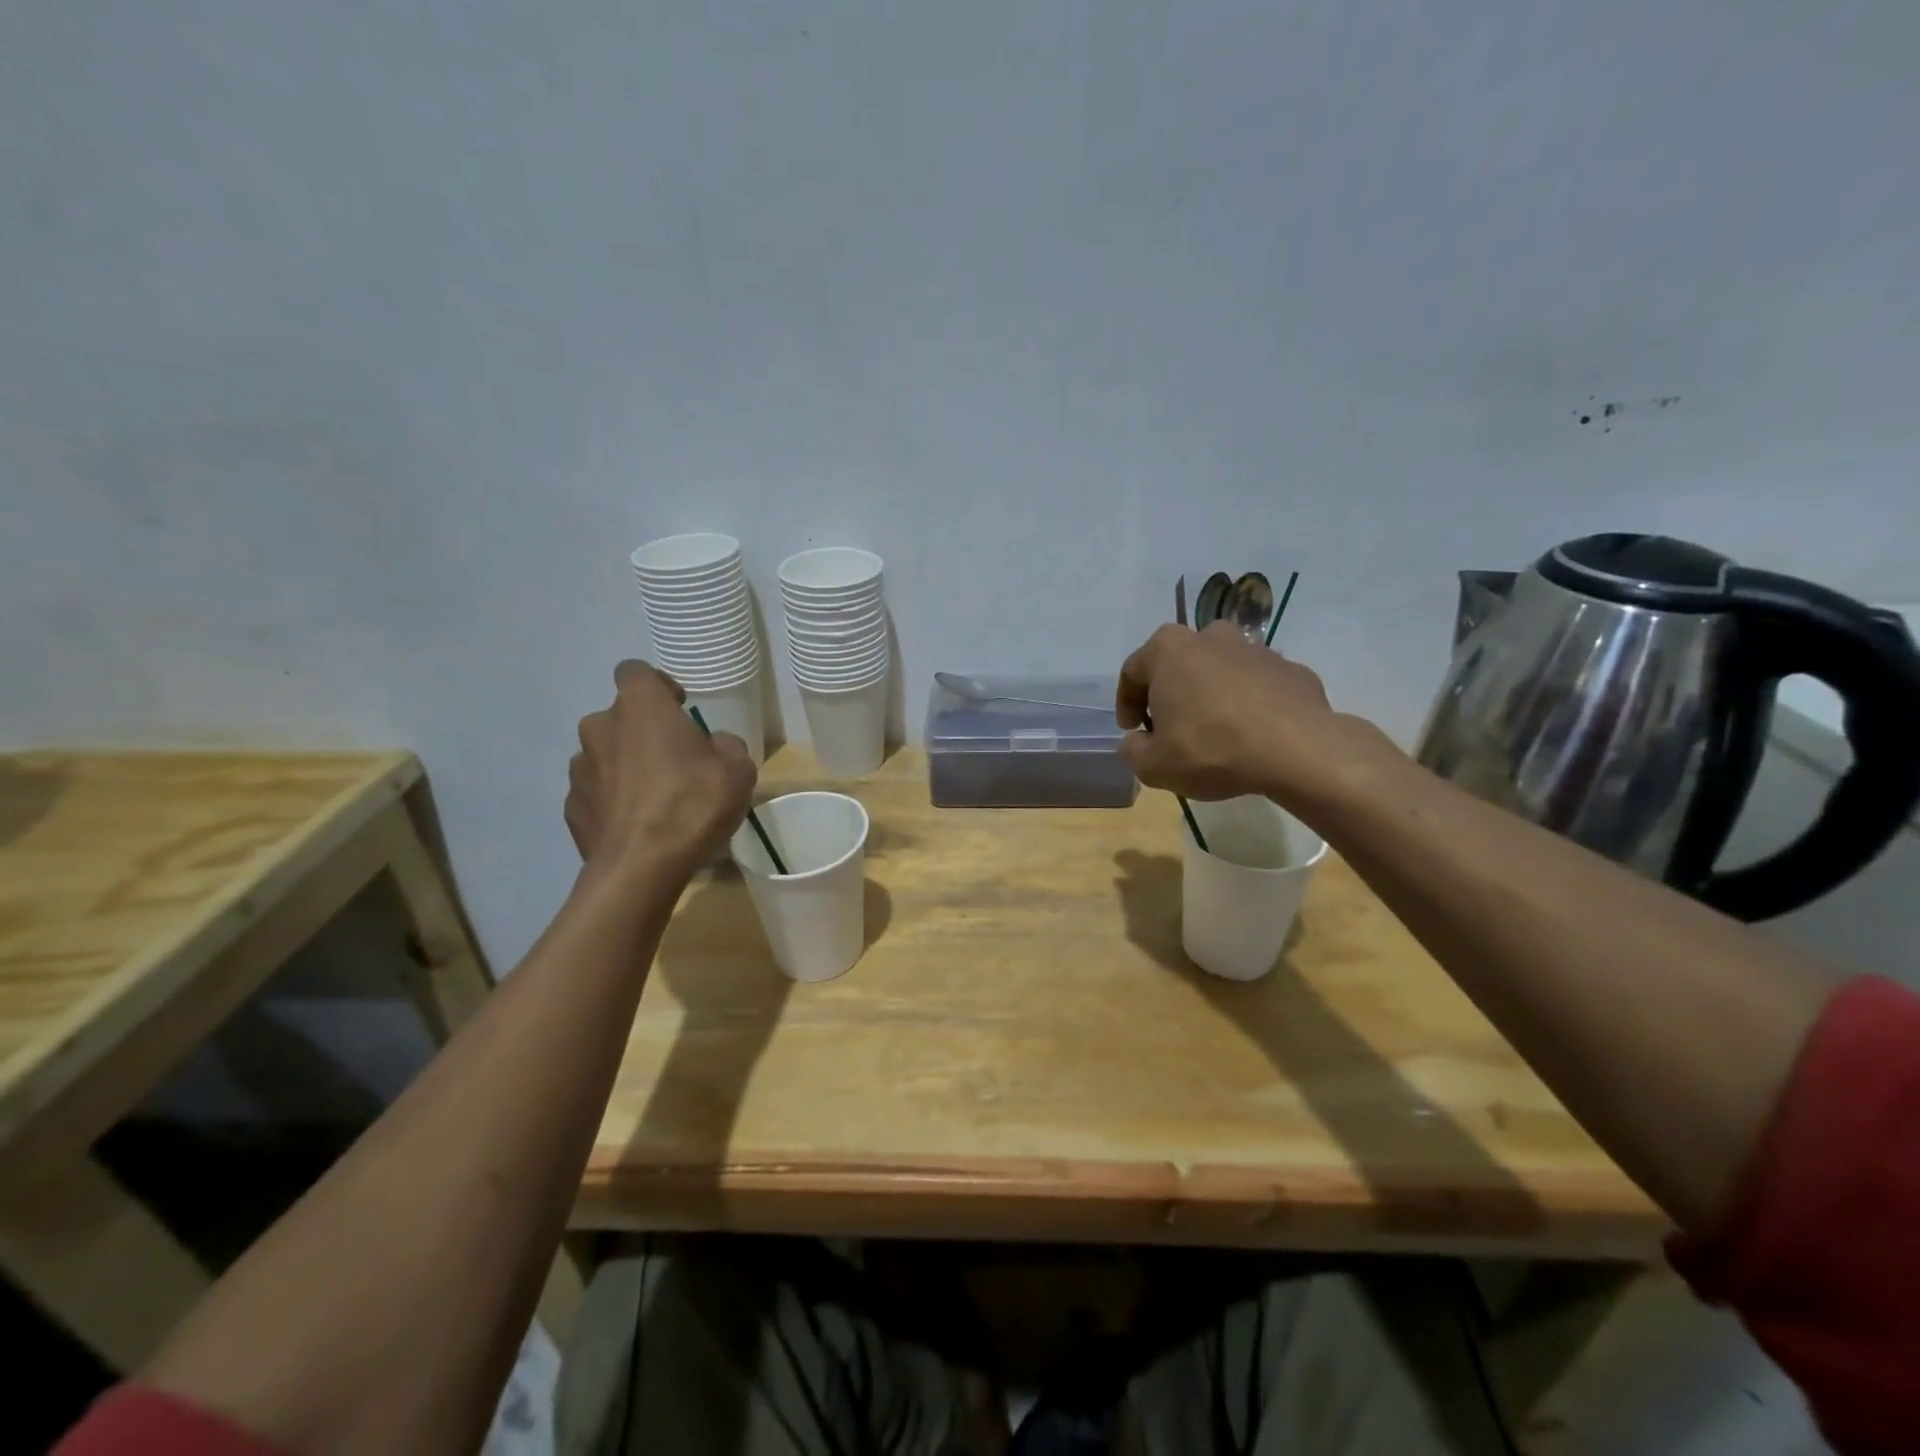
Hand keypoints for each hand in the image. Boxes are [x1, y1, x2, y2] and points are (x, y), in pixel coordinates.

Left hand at [567, 661, 756, 879]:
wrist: (641, 868)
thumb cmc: (693, 805)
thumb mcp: (738, 769)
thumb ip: (725, 745)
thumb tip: (712, 746)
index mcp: (640, 706)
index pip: (636, 671)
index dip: (658, 686)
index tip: (679, 709)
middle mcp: (600, 727)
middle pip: (620, 717)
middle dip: (643, 733)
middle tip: (676, 762)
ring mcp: (578, 769)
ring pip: (605, 755)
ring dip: (626, 766)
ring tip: (656, 800)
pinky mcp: (571, 807)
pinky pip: (596, 792)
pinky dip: (613, 800)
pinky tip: (637, 825)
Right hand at [1117, 622, 1367, 803]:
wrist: (1298, 750)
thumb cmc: (1211, 749)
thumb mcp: (1153, 765)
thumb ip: (1133, 750)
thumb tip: (1137, 741)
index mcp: (1168, 650)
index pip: (1132, 672)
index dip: (1126, 704)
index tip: (1132, 731)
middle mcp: (1210, 637)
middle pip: (1178, 664)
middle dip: (1170, 693)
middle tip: (1170, 728)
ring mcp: (1256, 649)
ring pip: (1219, 671)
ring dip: (1210, 695)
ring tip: (1214, 732)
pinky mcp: (1291, 668)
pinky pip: (1257, 686)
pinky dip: (1248, 703)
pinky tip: (1250, 734)